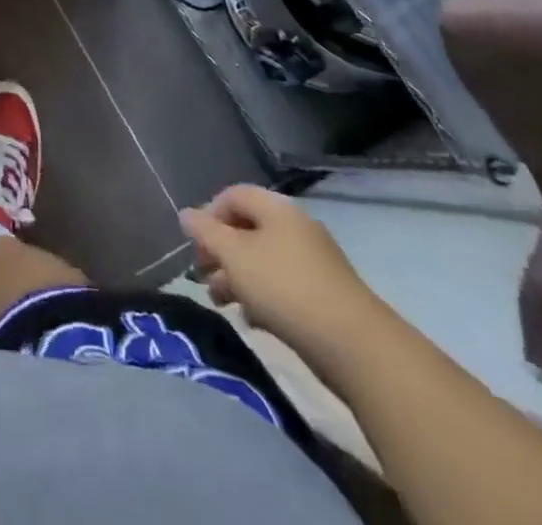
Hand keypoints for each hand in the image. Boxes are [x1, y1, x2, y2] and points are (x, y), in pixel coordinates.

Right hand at [180, 185, 384, 367]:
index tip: (195, 245)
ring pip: (263, 260)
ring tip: (222, 303)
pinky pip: (282, 284)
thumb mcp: (234, 256)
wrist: (354, 345)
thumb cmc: (284, 287)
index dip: (208, 215)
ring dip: (237, 277)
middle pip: (247, 229)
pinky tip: (253, 320)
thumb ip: (205, 232)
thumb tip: (186, 214)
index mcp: (276, 208)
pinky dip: (262, 296)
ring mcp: (313, 261)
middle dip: (220, 252)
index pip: (233, 195)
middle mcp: (296, 227)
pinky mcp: (324, 294)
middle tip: (203, 277)